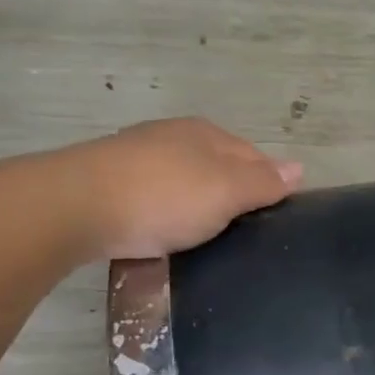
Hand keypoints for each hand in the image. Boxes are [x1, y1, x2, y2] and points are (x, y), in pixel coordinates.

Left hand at [27, 118, 301, 261]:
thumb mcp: (227, 191)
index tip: (276, 220)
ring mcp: (139, 159)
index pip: (254, 156)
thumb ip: (264, 182)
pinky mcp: (113, 185)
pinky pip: (157, 199)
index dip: (269, 185)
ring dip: (200, 207)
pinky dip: (169, 215)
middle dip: (235, 196)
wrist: (75, 207)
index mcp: (206, 134)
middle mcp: (174, 137)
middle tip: (247, 236)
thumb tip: (299, 168)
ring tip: (210, 240)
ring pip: (186, 183)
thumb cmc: (164, 197)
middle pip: (219, 168)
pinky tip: (169, 235)